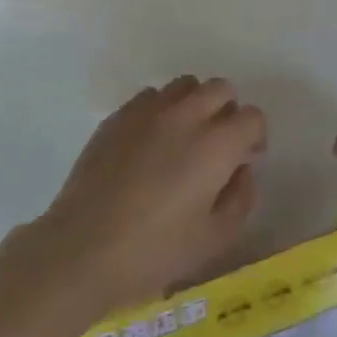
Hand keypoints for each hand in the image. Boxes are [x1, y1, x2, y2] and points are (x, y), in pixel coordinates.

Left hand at [29, 76, 265, 316]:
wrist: (82, 249)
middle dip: (228, 112)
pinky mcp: (117, 117)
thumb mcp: (214, 239)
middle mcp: (186, 115)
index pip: (252, 116)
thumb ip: (241, 198)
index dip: (255, 137)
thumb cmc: (154, 251)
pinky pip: (150, 97)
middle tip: (217, 146)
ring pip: (185, 85)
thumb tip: (242, 169)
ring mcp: (148, 111)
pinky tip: (150, 143)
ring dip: (194, 104)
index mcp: (217, 144)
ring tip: (183, 139)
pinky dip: (160, 111)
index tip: (244, 160)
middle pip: (221, 89)